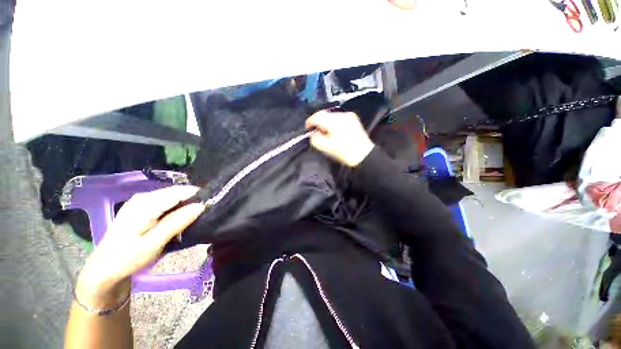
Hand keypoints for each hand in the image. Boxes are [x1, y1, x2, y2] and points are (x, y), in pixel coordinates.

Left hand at [75, 185, 204, 307]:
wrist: (104, 268)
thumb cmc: (128, 258)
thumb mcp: (154, 242)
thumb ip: (177, 222)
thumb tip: (201, 205)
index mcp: (146, 203)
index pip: (180, 191)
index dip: (198, 196)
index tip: (212, 205)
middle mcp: (144, 197)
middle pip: (177, 192)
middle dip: (192, 200)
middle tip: (205, 214)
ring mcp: (141, 201)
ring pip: (173, 197)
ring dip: (186, 205)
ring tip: (196, 217)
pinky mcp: (142, 207)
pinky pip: (166, 202)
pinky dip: (177, 208)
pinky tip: (180, 218)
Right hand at [306, 110, 374, 166]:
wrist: (363, 155)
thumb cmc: (343, 152)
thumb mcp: (325, 147)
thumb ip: (315, 139)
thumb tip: (313, 133)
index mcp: (333, 121)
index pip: (317, 116)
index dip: (309, 122)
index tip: (307, 128)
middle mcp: (341, 115)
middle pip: (324, 114)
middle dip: (318, 122)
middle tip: (315, 131)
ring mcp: (349, 116)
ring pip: (332, 116)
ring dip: (326, 122)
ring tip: (325, 131)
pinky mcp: (354, 119)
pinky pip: (339, 118)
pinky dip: (334, 122)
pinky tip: (335, 130)